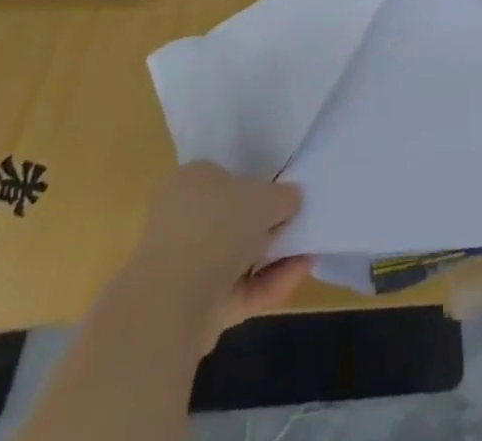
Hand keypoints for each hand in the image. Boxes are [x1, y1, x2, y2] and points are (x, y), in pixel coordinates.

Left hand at [131, 162, 312, 349]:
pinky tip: (300, 274)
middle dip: (266, 225)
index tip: (283, 196)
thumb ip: (284, 195)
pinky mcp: (193, 305)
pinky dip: (267, 282)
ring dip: (272, 256)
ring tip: (309, 252)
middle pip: (232, 218)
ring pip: (236, 256)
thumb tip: (292, 199)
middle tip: (298, 224)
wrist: (173, 302)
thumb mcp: (266, 196)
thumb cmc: (218, 226)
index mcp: (191, 180)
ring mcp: (186, 265)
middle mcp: (182, 218)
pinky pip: (238, 288)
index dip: (257, 185)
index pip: (226, 176)